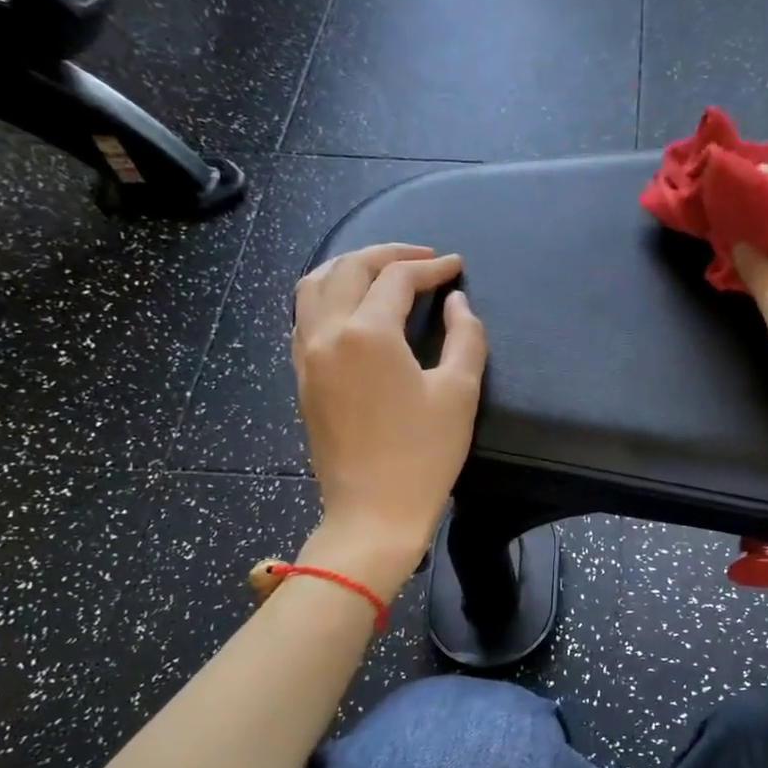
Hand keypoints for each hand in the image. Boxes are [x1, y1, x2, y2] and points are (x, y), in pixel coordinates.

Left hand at [292, 244, 486, 591]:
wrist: (373, 513)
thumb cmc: (423, 456)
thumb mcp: (459, 394)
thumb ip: (466, 337)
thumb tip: (458, 303)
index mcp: (368, 334)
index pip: (397, 279)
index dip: (431, 267)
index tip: (456, 267)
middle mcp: (327, 333)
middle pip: (349, 269)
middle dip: (388, 254)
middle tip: (423, 259)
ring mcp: (306, 355)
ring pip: (314, 285)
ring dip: (349, 267)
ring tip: (381, 271)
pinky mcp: (301, 377)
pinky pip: (304, 315)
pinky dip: (328, 294)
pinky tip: (351, 307)